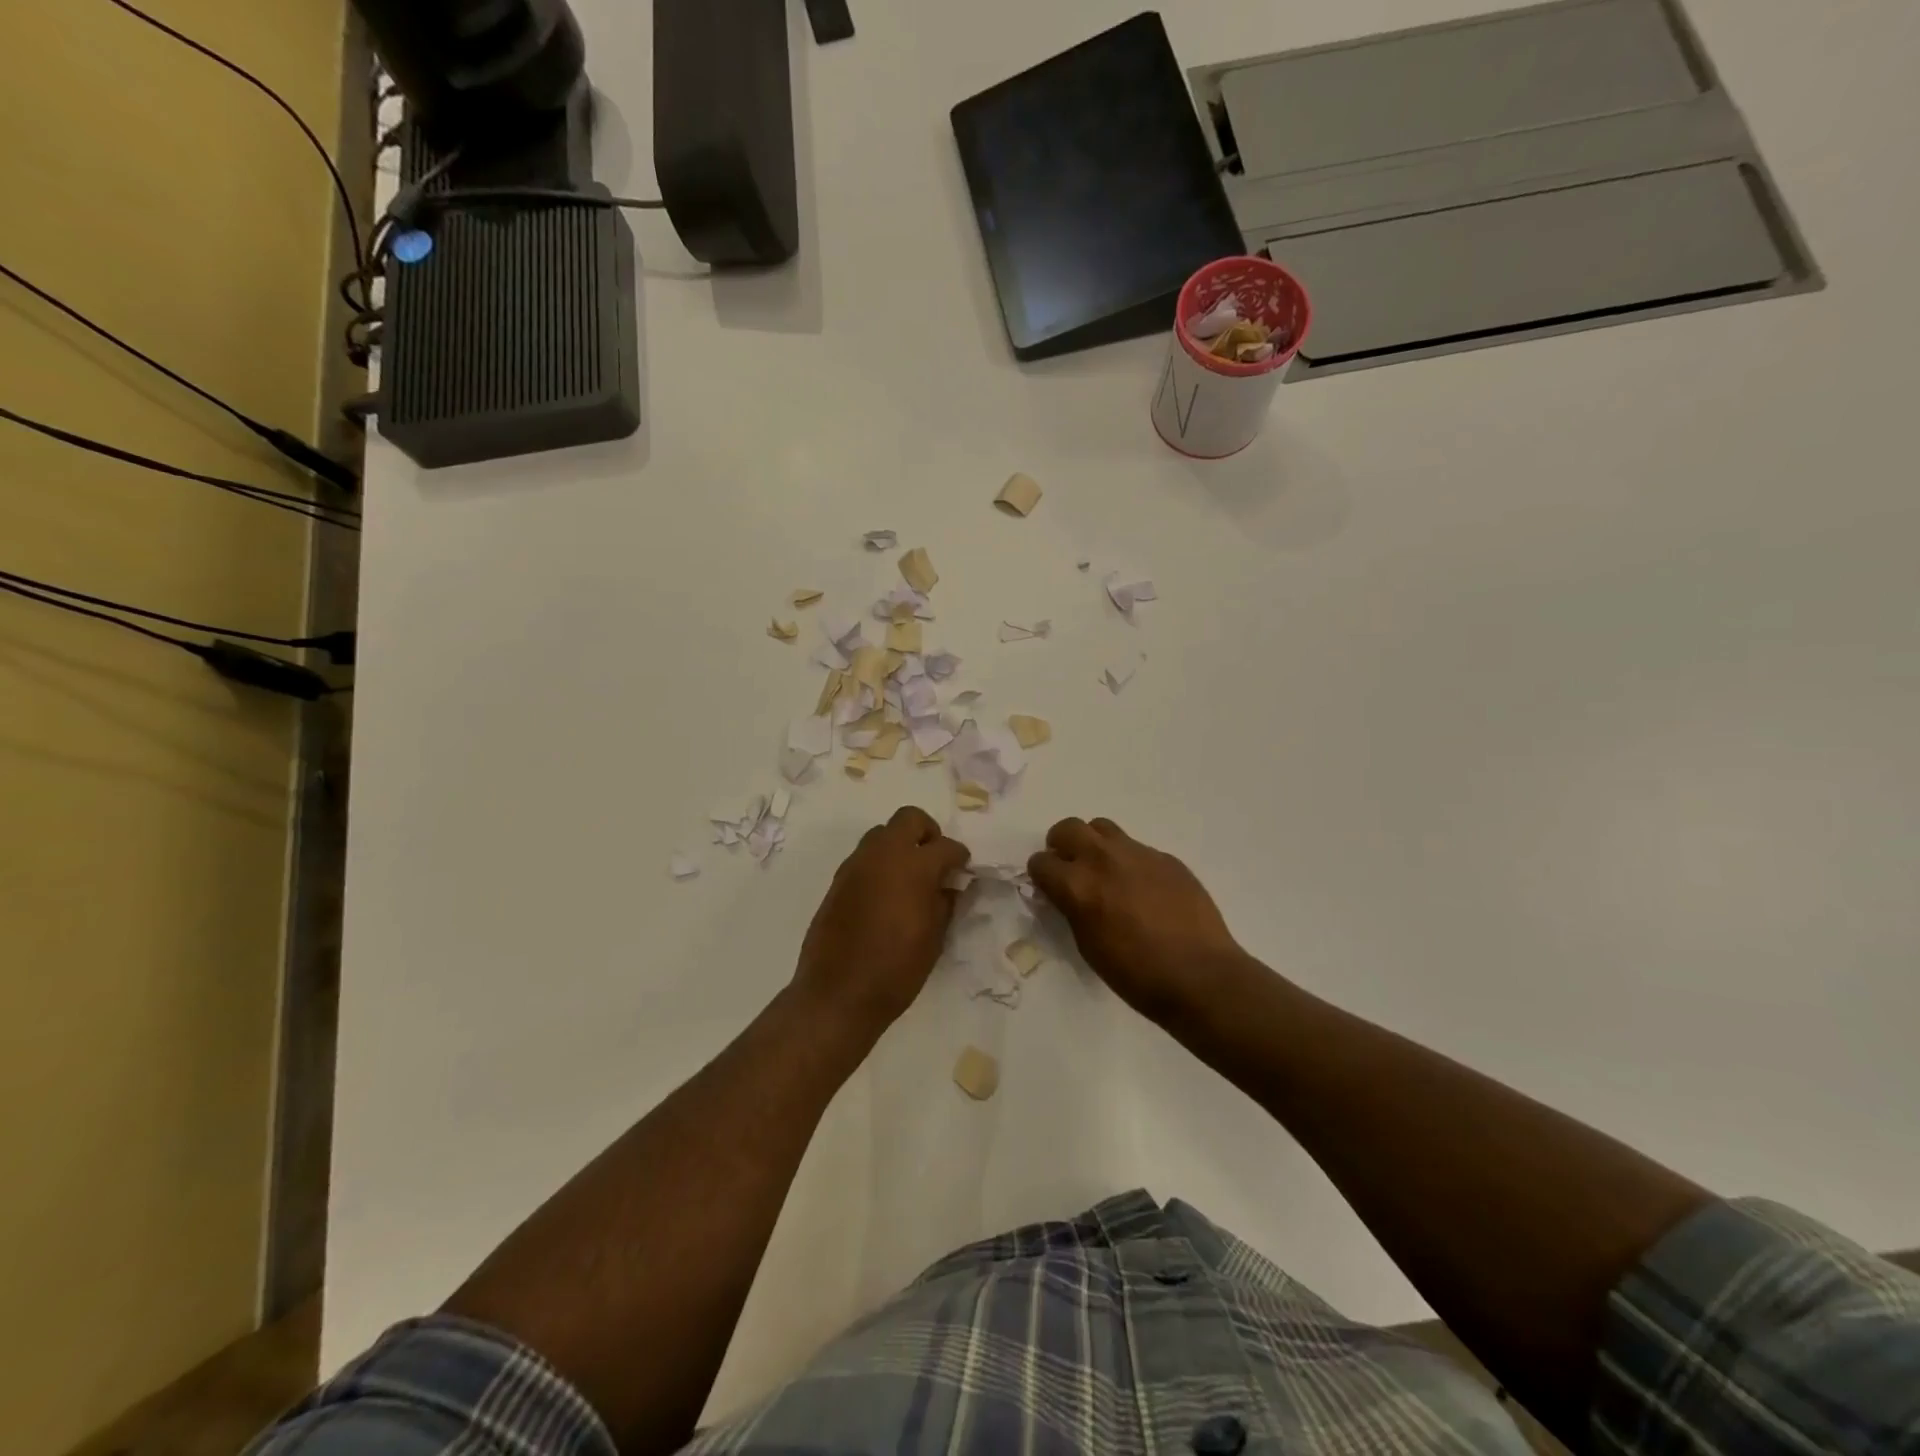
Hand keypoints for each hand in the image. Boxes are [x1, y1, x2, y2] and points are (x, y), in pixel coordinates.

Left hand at [793, 806, 969, 1037]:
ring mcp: (856, 865)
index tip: (963, 869)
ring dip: (899, 846)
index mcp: (914, 866)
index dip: (959, 856)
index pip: (945, 846)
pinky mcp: (838, 881)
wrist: (838, 993)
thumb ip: (945, 902)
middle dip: (927, 833)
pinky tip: (886, 895)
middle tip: (935, 860)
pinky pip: (864, 858)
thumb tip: (949, 885)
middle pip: (909, 819)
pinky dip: (880, 864)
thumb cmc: (896, 970)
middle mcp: (883, 855)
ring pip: (882, 834)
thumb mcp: (934, 938)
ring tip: (909, 878)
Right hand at [1029, 818, 1250, 1024]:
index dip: (1041, 876)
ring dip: (1094, 844)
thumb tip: (1068, 895)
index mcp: (1078, 885)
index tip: (1049, 888)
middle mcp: (1103, 859)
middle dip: (1061, 845)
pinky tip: (1143, 889)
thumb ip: (1072, 909)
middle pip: (1068, 828)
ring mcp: (1138, 853)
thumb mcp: (1088, 945)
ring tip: (1105, 870)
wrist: (1200, 975)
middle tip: (1070, 867)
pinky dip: (1129, 861)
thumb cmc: (1136, 974)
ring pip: (1102, 828)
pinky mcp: (1166, 857)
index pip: (1041, 862)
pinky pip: (1137, 848)